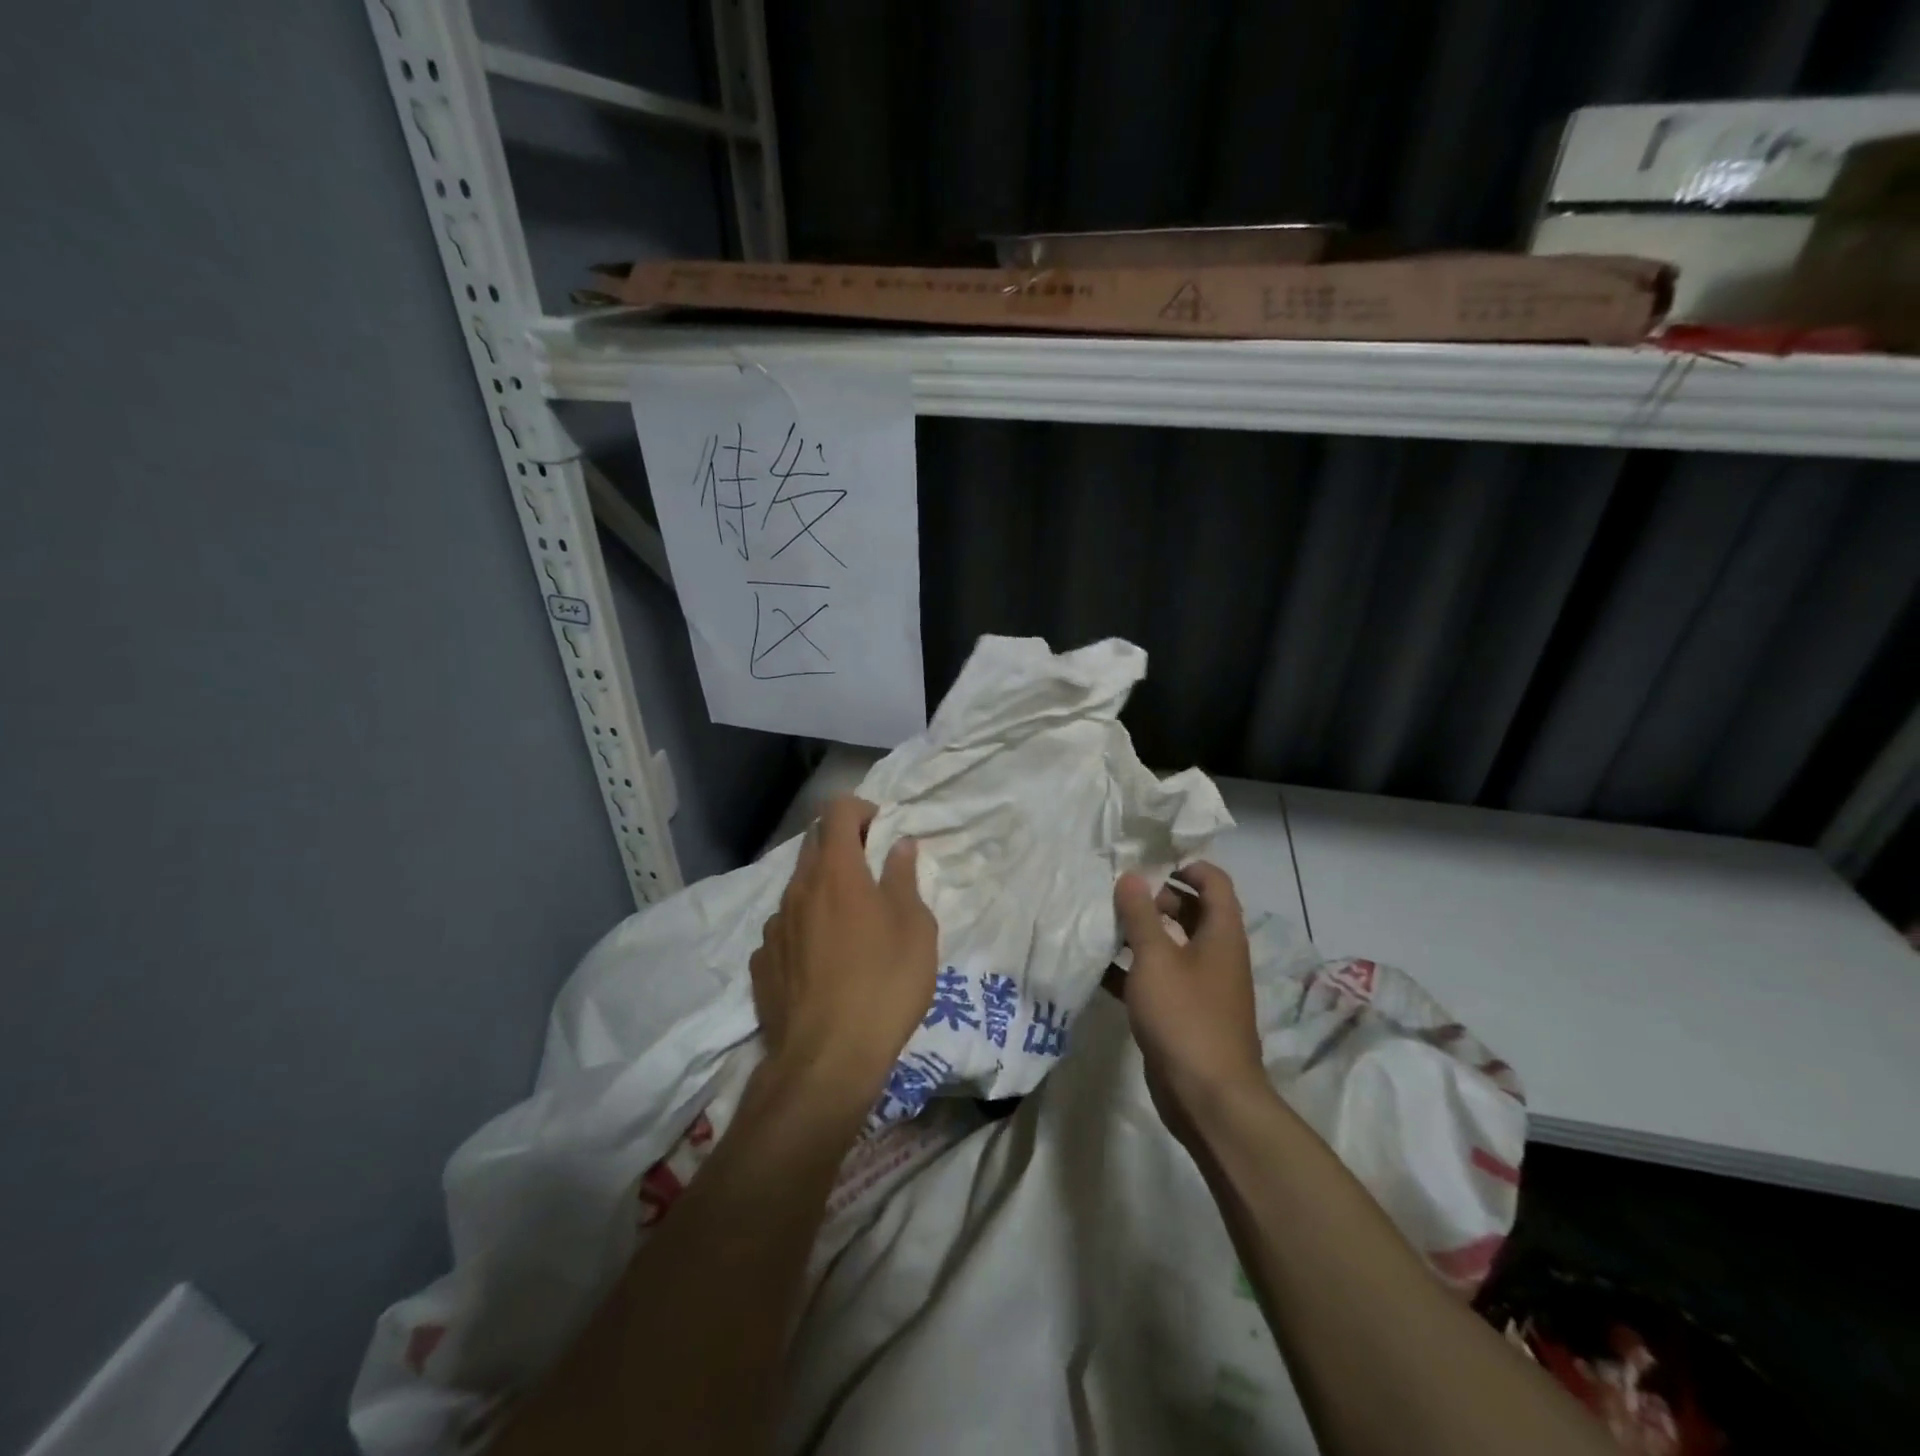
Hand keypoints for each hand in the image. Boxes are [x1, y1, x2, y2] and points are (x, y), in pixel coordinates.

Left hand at [750, 796, 937, 1118]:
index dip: (859, 809)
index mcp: (836, 872)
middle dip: (841, 845)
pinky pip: (785, 930)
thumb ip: (904, 879)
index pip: (836, 811)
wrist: (827, 1061)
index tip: (880, 830)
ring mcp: (774, 927)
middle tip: (871, 873)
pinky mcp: (762, 964)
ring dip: (823, 890)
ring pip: (798, 889)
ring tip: (850, 926)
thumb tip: (900, 846)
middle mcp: (798, 889)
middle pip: (813, 844)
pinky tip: (823, 963)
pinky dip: (804, 929)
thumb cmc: (884, 984)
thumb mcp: (915, 929)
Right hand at [1114, 862, 1265, 1141]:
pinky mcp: (1182, 1013)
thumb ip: (1140, 915)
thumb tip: (1131, 876)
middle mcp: (1215, 954)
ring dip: (1140, 933)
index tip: (1146, 863)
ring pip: (1170, 945)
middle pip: (1190, 911)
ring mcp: (1200, 986)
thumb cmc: (1186, 1017)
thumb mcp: (1156, 959)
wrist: (1208, 1098)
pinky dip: (1132, 969)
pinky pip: (1157, 979)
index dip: (1185, 866)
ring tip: (1100, 922)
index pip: (1213, 882)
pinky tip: (1098, 967)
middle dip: (1155, 899)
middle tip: (1115, 894)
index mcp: (1221, 934)